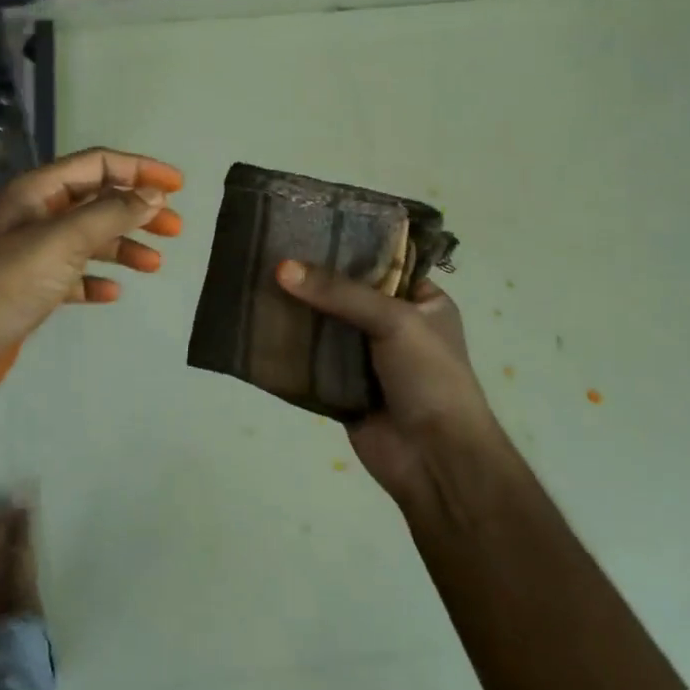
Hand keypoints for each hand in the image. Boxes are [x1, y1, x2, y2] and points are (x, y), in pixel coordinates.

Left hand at [0, 148, 184, 401]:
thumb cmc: (11, 281)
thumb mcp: (65, 239)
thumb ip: (112, 213)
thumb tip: (154, 195)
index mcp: (37, 191)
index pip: (97, 165)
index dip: (139, 170)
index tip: (178, 187)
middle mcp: (35, 215)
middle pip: (97, 201)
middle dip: (137, 211)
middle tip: (174, 229)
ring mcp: (32, 253)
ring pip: (89, 239)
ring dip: (123, 246)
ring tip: (154, 265)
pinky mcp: (32, 289)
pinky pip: (74, 275)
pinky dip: (96, 279)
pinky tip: (112, 292)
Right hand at [276, 260, 513, 512]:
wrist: (435, 460)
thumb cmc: (429, 377)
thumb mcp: (394, 320)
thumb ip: (338, 292)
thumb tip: (281, 268)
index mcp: (422, 301)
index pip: (380, 263)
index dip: (345, 247)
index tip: (302, 229)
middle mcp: (395, 326)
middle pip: (346, 295)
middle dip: (312, 280)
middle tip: (267, 253)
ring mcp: (367, 359)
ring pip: (325, 327)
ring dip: (296, 312)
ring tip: (254, 282)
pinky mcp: (342, 388)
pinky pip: (311, 361)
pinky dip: (290, 349)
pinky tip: (258, 326)